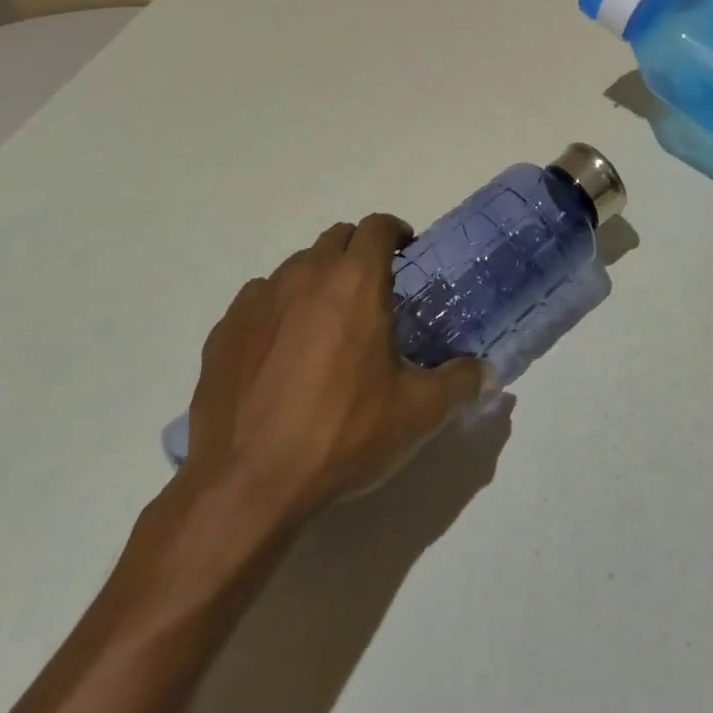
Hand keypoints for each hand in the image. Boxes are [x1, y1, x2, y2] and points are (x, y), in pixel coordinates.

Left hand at [181, 214, 490, 529]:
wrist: (246, 486)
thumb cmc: (342, 435)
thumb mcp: (418, 413)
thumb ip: (461, 383)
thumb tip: (489, 373)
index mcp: (355, 281)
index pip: (378, 226)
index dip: (396, 232)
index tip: (406, 253)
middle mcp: (305, 275)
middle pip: (337, 238)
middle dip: (358, 252)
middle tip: (373, 291)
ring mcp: (258, 300)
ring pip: (296, 267)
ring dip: (318, 280)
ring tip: (327, 325)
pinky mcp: (224, 330)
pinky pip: (259, 300)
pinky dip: (278, 310)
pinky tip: (281, 352)